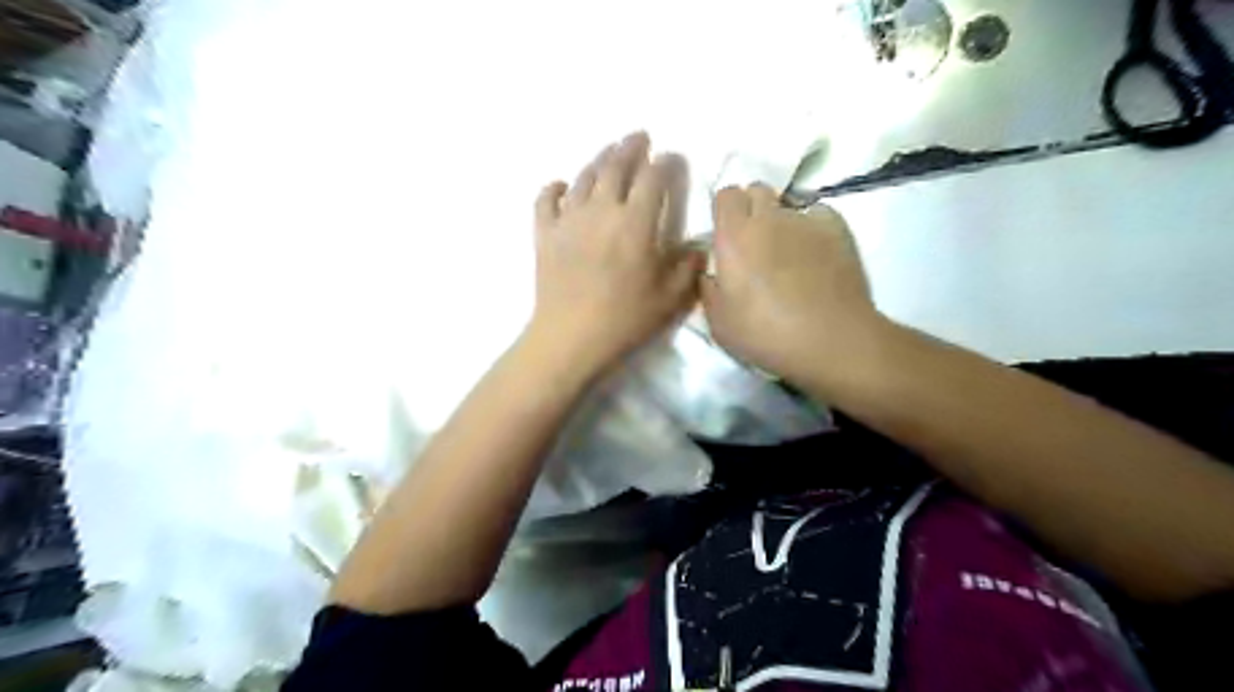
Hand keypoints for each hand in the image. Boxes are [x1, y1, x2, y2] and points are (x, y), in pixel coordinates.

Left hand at [529, 131, 703, 376]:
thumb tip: (696, 247)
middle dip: (630, 148)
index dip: (665, 163)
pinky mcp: (544, 234)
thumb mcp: (669, 298)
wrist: (570, 337)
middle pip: (616, 167)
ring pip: (583, 178)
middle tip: (639, 137)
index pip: (653, 178)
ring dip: (598, 160)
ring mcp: (568, 219)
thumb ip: (687, 267)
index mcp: (635, 222)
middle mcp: (601, 210)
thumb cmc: (624, 319)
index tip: (672, 157)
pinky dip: (554, 189)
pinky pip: (546, 200)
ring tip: (609, 154)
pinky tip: (561, 186)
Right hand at [699, 183, 880, 387]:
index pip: (725, 195)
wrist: (829, 339)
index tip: (726, 232)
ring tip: (789, 252)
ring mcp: (805, 220)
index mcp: (734, 236)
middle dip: (752, 207)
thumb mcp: (719, 323)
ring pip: (788, 205)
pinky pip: (818, 215)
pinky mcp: (837, 228)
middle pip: (757, 190)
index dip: (725, 210)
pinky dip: (813, 227)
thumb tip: (710, 274)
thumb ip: (709, 290)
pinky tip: (816, 253)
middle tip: (754, 240)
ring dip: (782, 220)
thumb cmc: (765, 334)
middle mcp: (768, 218)